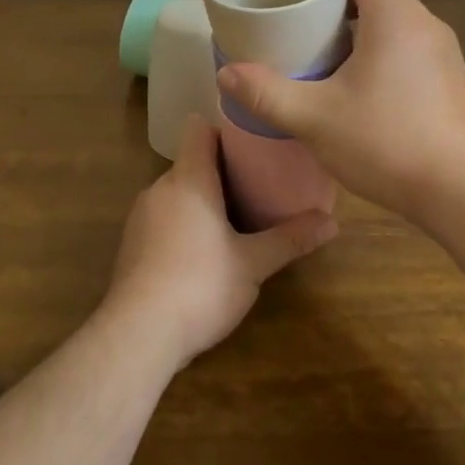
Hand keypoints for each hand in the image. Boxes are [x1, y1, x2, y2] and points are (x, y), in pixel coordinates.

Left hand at [104, 115, 336, 369]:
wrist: (138, 334)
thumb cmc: (201, 285)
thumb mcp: (254, 264)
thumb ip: (291, 239)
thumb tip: (333, 223)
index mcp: (188, 180)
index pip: (199, 130)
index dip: (224, 130)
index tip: (253, 142)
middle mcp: (159, 189)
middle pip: (191, 163)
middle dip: (222, 170)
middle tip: (259, 184)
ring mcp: (140, 217)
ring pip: (177, 193)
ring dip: (203, 199)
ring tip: (237, 217)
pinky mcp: (131, 245)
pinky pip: (163, 218)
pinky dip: (184, 223)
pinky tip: (204, 251)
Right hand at [215, 0, 464, 218]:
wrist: (459, 190)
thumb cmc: (384, 141)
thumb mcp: (314, 118)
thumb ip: (266, 93)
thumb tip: (227, 73)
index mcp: (394, 15)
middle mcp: (425, 23)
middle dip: (337, 0)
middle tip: (298, 19)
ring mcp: (444, 52)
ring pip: (395, 22)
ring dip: (361, 28)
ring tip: (324, 50)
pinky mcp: (451, 79)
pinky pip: (411, 47)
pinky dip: (383, 51)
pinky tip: (361, 84)